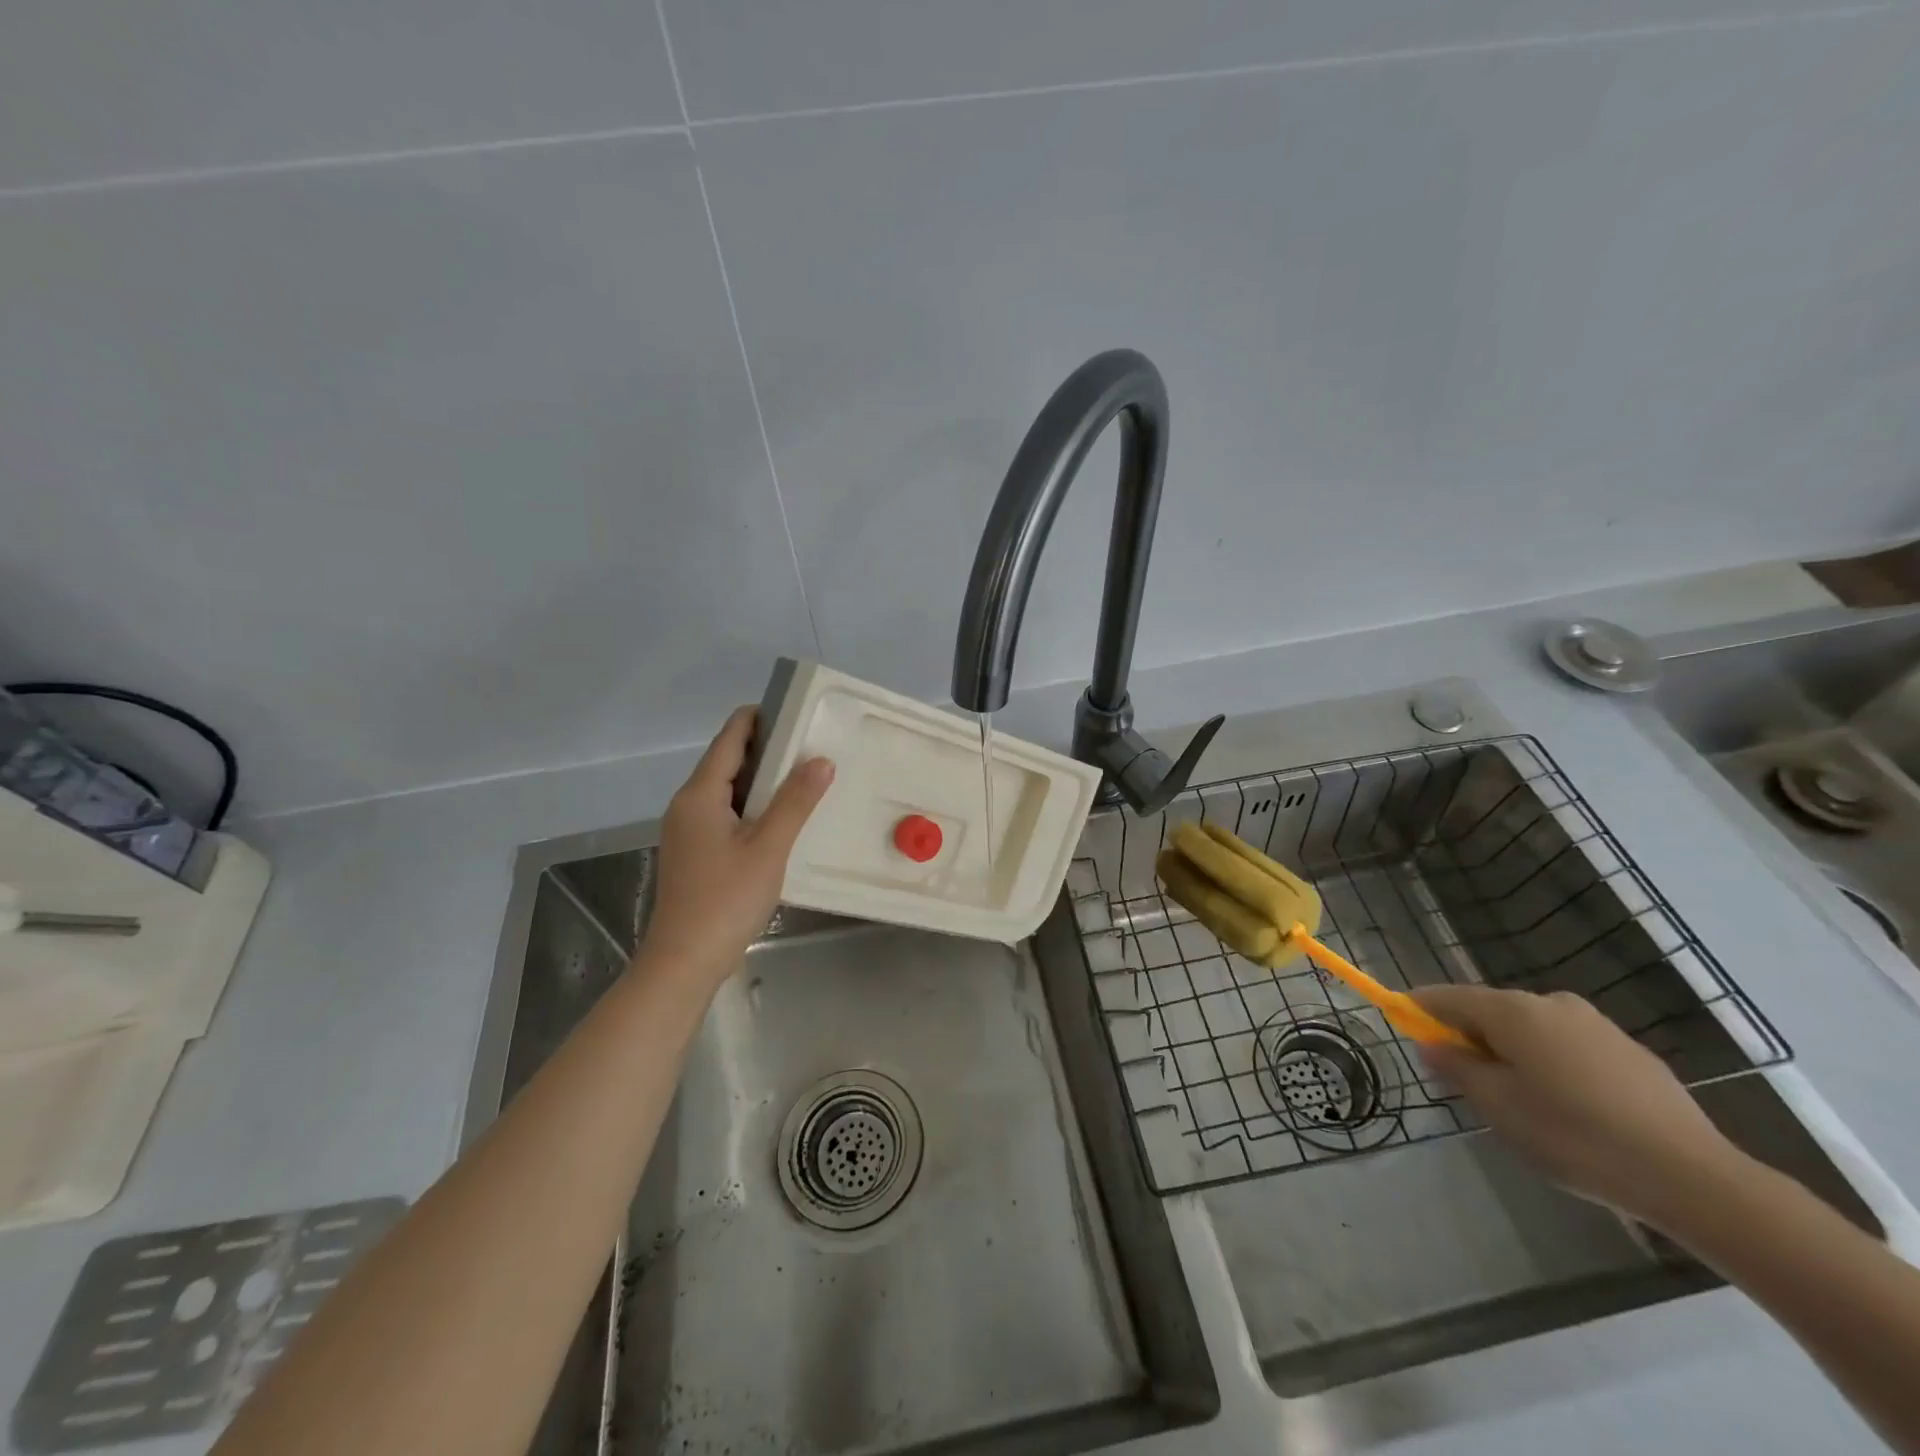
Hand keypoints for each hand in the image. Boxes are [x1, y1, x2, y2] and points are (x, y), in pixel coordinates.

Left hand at [639, 706, 833, 986]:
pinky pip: (725, 813)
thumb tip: (820, 759)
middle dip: (767, 748)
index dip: (759, 718)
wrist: (684, 960)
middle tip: (811, 744)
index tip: (796, 709)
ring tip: (804, 776)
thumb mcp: (769, 847)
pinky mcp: (695, 852)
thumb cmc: (726, 899)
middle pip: (727, 760)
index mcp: (700, 794)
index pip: (730, 738)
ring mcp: (688, 830)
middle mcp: (688, 804)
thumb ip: (795, 801)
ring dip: (762, 779)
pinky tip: (781, 817)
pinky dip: (753, 805)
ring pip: (727, 789)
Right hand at [1411, 984, 1746, 1228]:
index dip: (1419, 1009)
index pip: (1446, 997)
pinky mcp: (1632, 1053)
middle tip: (1467, 1083)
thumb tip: (1432, 1044)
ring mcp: (1597, 1025)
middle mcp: (1551, 1003)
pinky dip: (1554, 1067)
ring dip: (1514, 1054)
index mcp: (1512, 1010)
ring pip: (1532, 1031)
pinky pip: (1570, 1048)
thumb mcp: (1498, 1107)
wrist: (1694, 1178)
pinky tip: (1571, 1111)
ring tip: (1523, 1104)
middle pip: (1491, 1012)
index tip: (1400, 1022)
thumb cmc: (1574, 1136)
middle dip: (1471, 1038)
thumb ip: (1457, 1068)